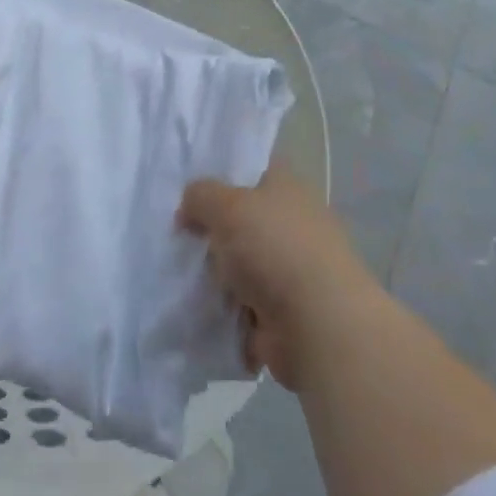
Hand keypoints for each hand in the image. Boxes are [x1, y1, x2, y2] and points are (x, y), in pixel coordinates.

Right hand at [178, 165, 379, 392]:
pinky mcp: (281, 312)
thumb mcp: (227, 206)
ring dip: (214, 274)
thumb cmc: (275, 249)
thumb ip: (201, 196)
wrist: (317, 326)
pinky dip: (222, 309)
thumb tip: (190, 207)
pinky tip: (194, 306)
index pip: (253, 169)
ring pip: (238, 264)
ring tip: (180, 273)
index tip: (189, 189)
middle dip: (211, 230)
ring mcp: (289, 270)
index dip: (222, 175)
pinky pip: (240, 303)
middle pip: (241, 219)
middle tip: (178, 235)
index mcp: (288, 188)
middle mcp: (292, 224)